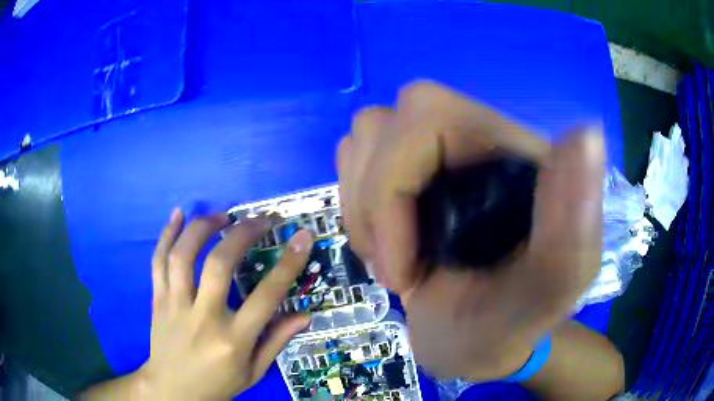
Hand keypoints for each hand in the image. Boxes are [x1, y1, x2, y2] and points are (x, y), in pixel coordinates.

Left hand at [140, 210, 312, 399]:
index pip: (266, 296)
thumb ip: (277, 341)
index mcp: (234, 340)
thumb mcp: (253, 372)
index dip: (288, 263)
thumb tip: (305, 315)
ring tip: (222, 216)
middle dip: (243, 233)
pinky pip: (158, 262)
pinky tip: (178, 214)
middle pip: (220, 265)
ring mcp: (175, 306)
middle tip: (259, 219)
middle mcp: (203, 318)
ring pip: (184, 256)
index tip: (302, 236)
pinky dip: (166, 234)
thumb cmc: (217, 385)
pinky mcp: (157, 300)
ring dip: (203, 228)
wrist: (172, 391)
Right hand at [337, 81, 604, 380]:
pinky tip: (385, 240)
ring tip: (393, 256)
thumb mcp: (541, 300)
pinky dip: (357, 202)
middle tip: (396, 264)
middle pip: (386, 120)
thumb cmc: (506, 329)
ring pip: (365, 135)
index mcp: (515, 154)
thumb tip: (588, 135)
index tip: (403, 272)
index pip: (428, 115)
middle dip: (374, 200)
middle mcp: (476, 137)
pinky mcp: (410, 170)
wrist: (477, 343)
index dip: (394, 188)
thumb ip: (570, 232)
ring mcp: (437, 152)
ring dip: (362, 205)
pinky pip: (356, 158)